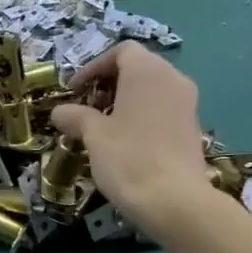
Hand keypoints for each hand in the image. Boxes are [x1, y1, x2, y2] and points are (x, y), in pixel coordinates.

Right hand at [51, 43, 212, 237]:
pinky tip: (124, 144)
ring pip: (151, 90)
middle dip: (108, 85)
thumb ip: (75, 117)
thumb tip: (60, 111)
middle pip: (137, 68)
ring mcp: (187, 103)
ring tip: (101, 128)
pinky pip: (162, 110)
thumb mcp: (93, 136)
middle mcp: (173, 79)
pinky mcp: (192, 128)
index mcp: (147, 72)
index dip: (94, 67)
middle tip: (85, 109)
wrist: (175, 201)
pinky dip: (141, 117)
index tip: (74, 91)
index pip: (121, 51)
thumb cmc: (128, 159)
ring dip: (124, 102)